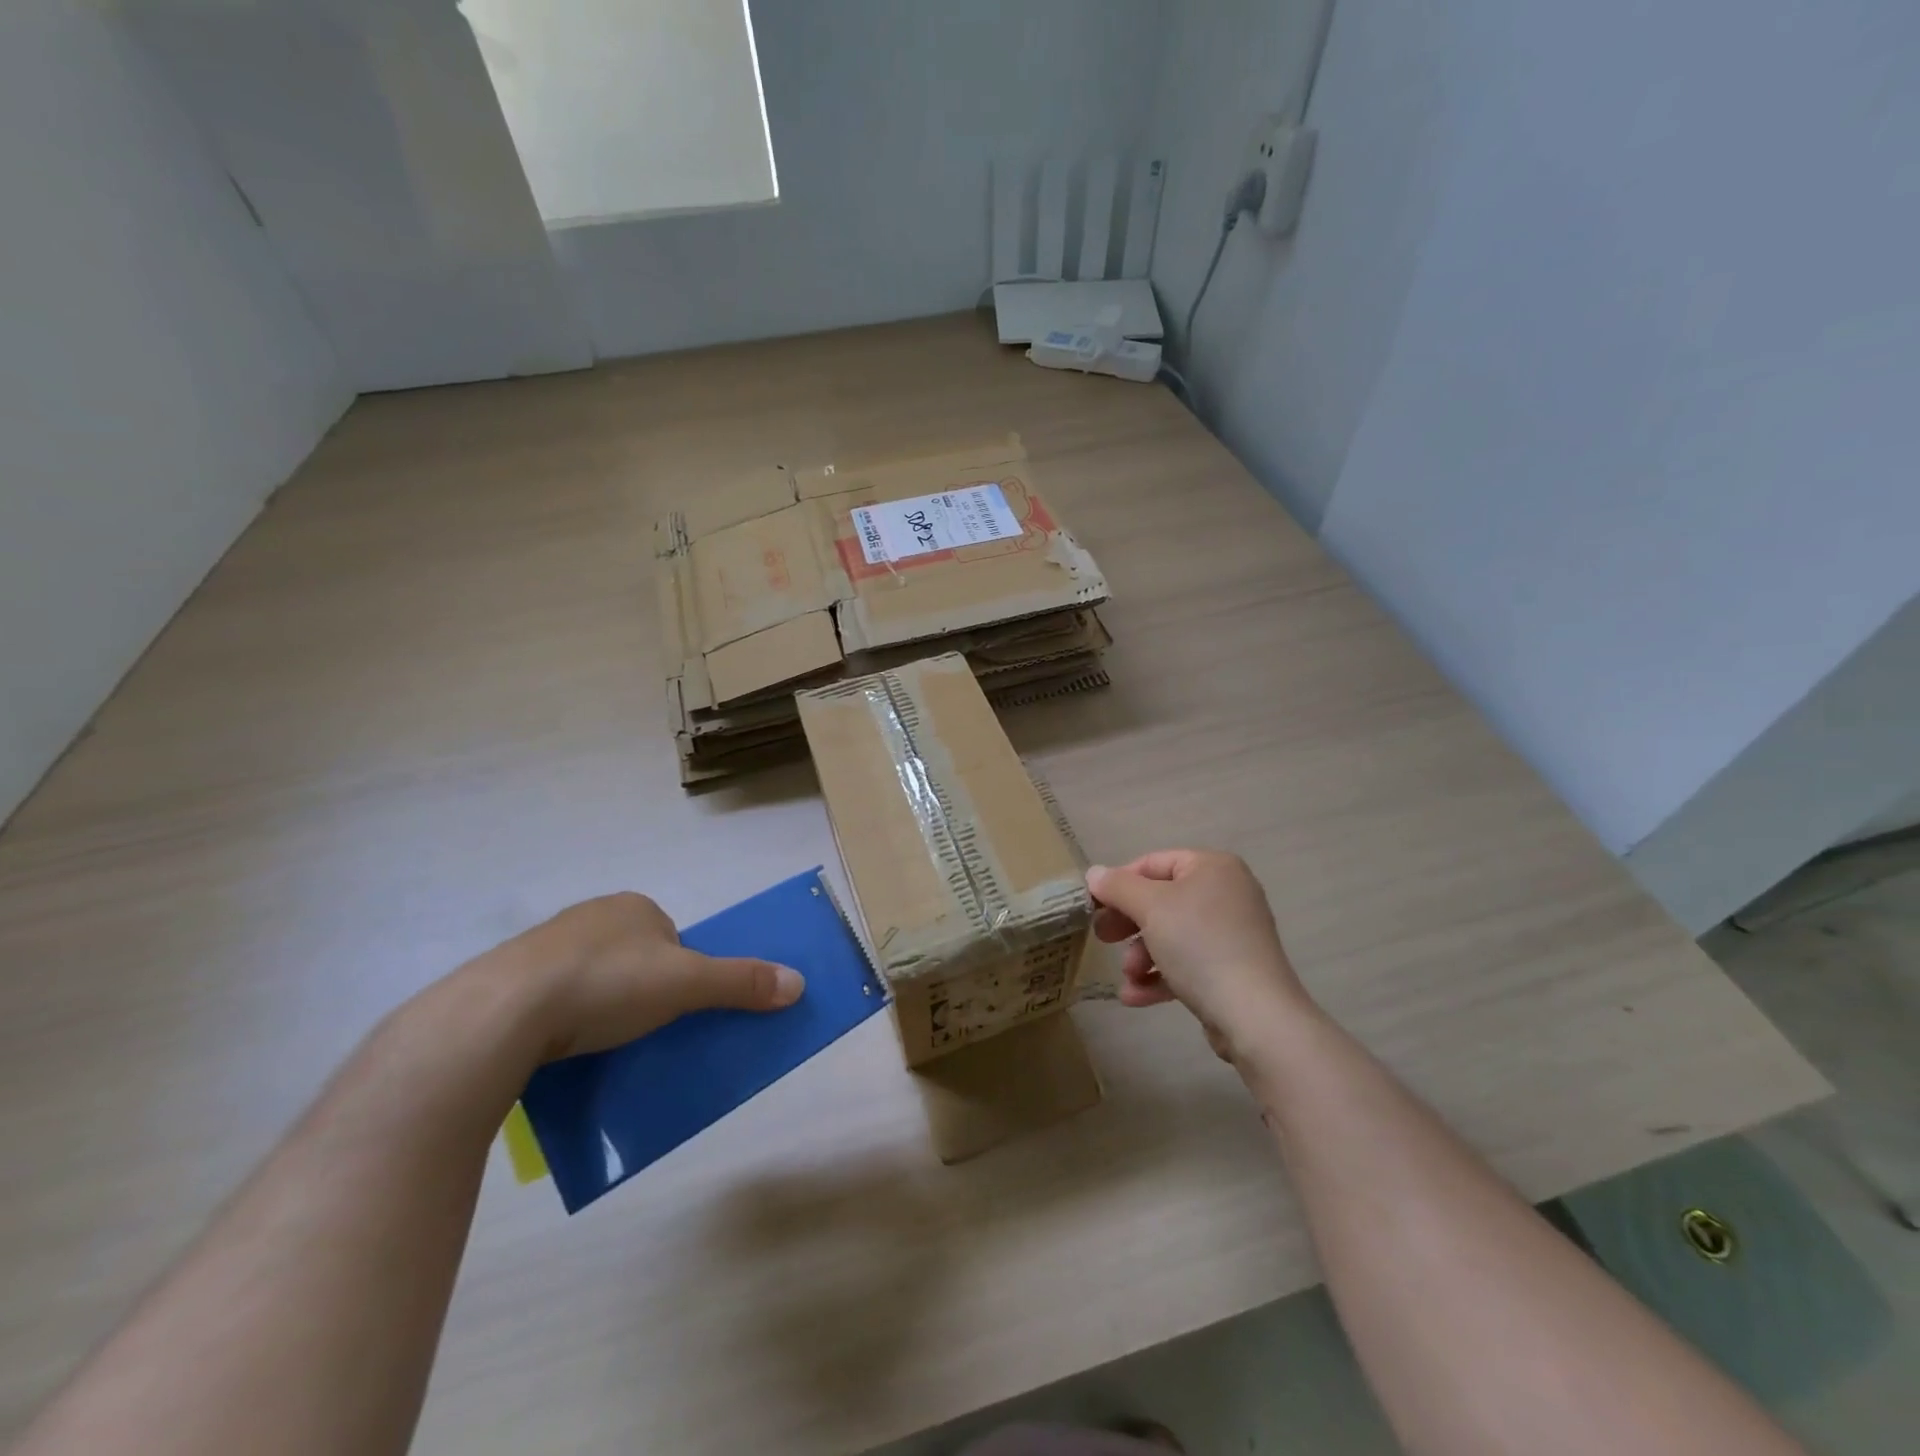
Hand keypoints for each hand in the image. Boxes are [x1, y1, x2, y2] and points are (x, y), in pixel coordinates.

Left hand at [502, 892, 803, 1061]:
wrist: (501, 1014)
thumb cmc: (606, 983)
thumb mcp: (686, 984)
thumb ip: (741, 982)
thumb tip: (799, 983)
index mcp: (633, 906)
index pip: (672, 937)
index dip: (682, 971)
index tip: (677, 1008)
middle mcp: (590, 917)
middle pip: (633, 957)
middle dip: (641, 990)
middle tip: (644, 1030)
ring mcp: (543, 947)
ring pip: (590, 978)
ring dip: (600, 1007)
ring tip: (602, 1046)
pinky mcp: (507, 981)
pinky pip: (550, 999)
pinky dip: (562, 1020)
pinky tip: (561, 1049)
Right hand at [1087, 850, 1309, 1061]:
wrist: (1255, 1015)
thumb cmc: (1200, 945)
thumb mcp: (1151, 907)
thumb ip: (1118, 887)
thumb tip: (1094, 874)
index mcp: (1212, 867)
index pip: (1154, 863)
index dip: (1119, 882)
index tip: (1093, 906)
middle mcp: (1226, 893)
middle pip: (1161, 900)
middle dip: (1129, 924)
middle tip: (1102, 938)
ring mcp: (1231, 933)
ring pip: (1171, 935)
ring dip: (1141, 955)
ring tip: (1129, 975)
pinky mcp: (1231, 970)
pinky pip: (1187, 964)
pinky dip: (1160, 976)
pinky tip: (1135, 997)